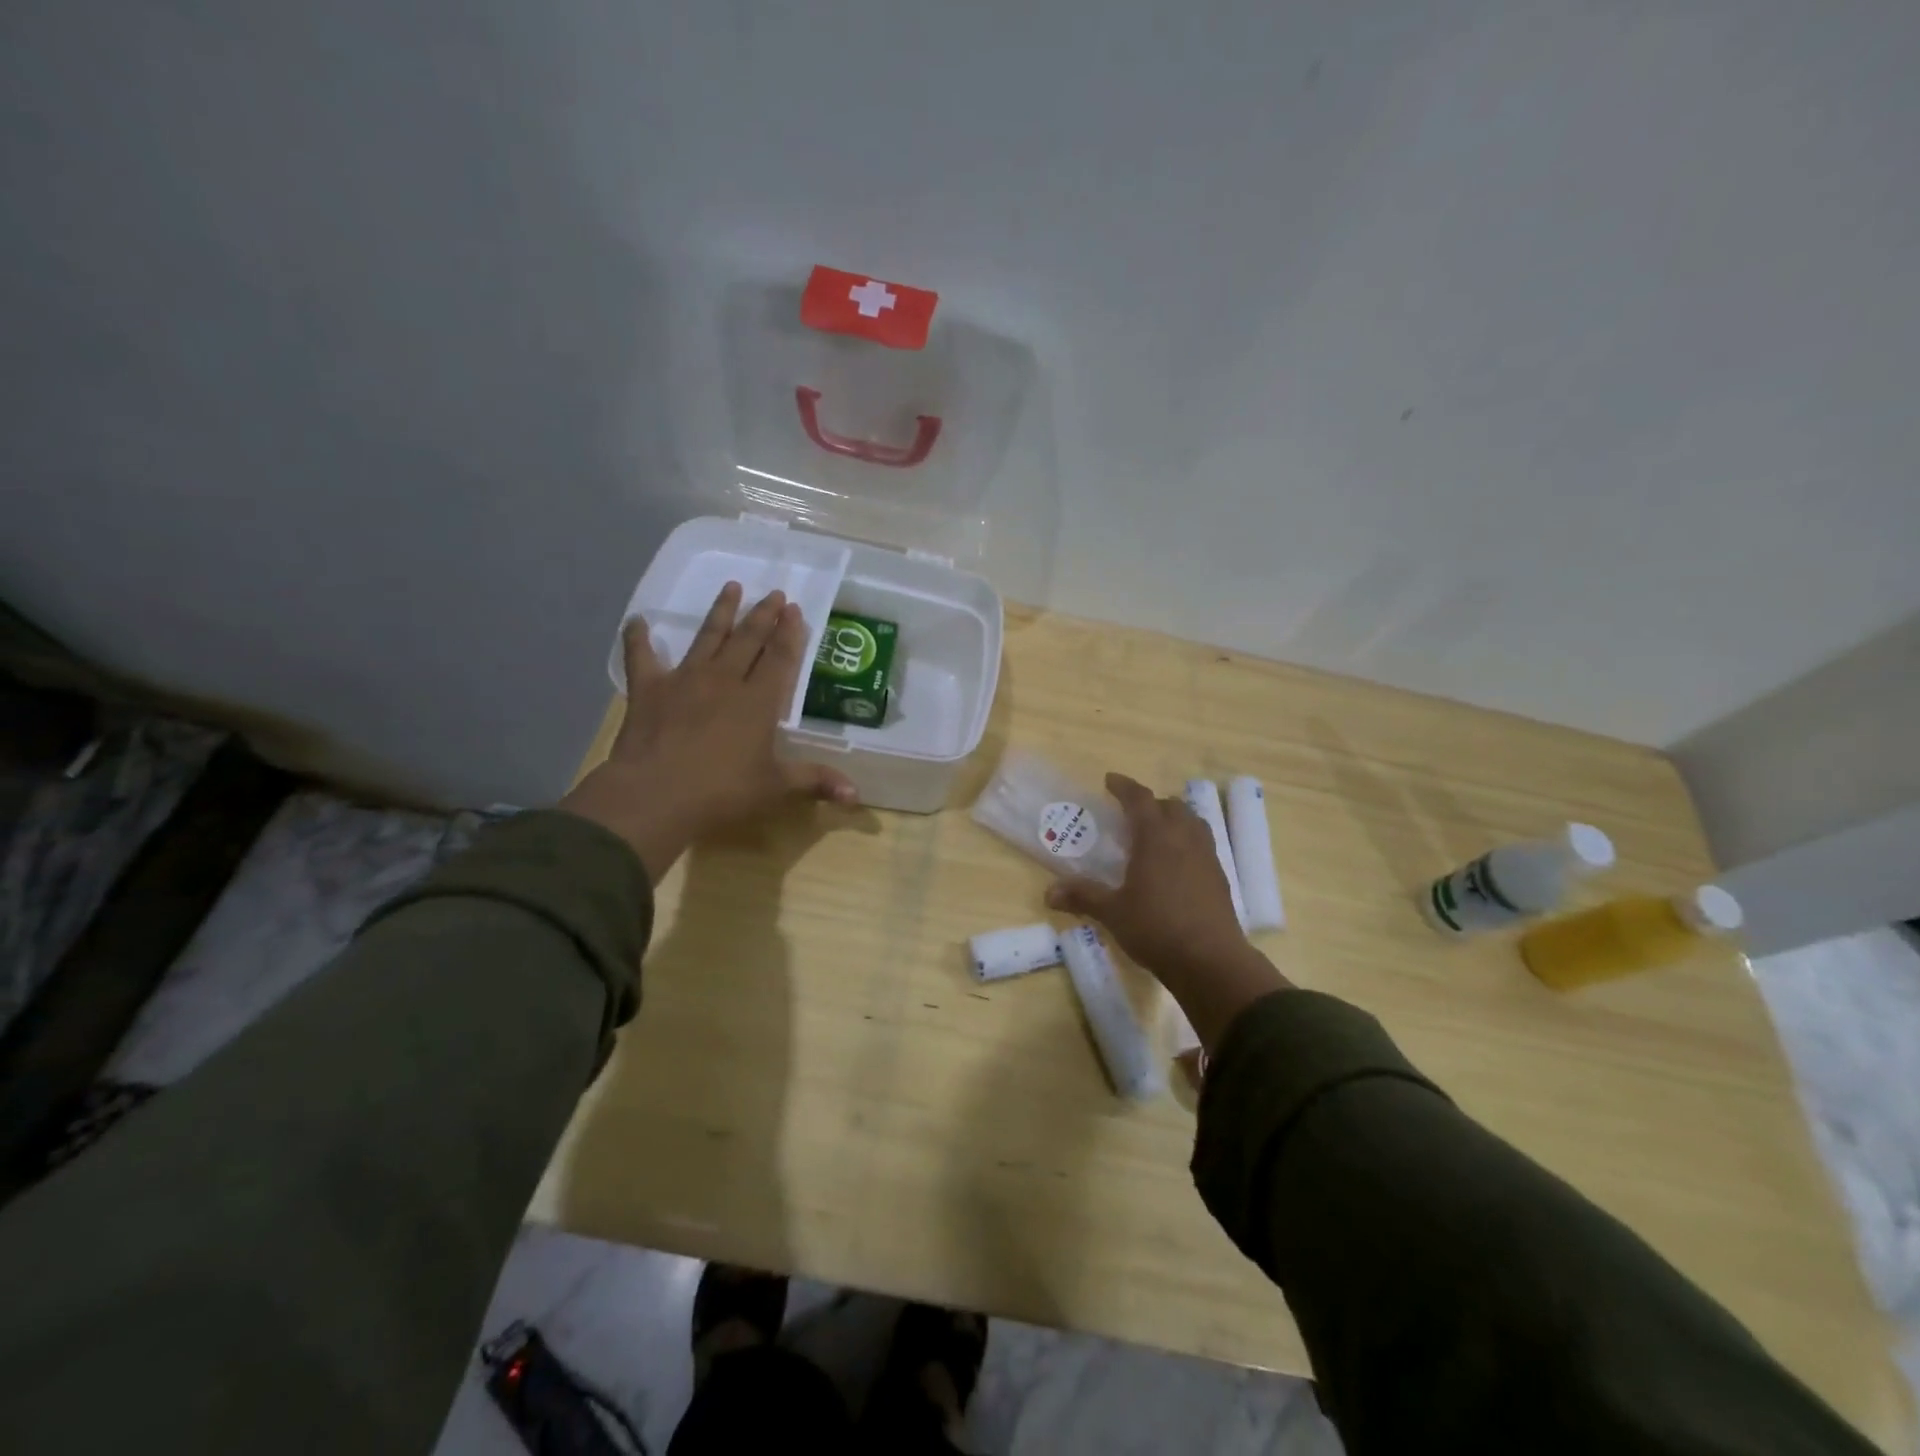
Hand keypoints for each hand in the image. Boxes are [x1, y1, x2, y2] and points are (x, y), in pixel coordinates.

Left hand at [560, 583, 857, 880]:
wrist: (653, 796)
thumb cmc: (721, 793)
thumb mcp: (775, 789)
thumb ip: (815, 782)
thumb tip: (856, 794)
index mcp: (758, 702)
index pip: (779, 658)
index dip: (790, 633)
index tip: (795, 609)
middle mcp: (724, 681)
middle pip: (748, 640)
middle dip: (763, 615)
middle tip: (774, 593)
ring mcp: (684, 680)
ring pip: (707, 637)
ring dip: (720, 612)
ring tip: (731, 587)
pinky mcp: (647, 690)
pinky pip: (641, 657)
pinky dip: (638, 638)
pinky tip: (638, 620)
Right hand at [1046, 772, 1289, 1047]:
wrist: (1210, 960)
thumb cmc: (1156, 928)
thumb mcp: (1112, 912)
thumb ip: (1083, 896)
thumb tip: (1048, 893)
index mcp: (1156, 836)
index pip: (1139, 799)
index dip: (1123, 786)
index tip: (1109, 780)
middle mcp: (1184, 838)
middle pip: (1170, 805)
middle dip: (1150, 803)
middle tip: (1131, 814)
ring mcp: (1206, 856)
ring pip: (1192, 822)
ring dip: (1173, 819)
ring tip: (1156, 834)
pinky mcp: (1219, 877)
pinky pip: (1202, 845)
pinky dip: (1186, 842)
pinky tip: (1175, 865)